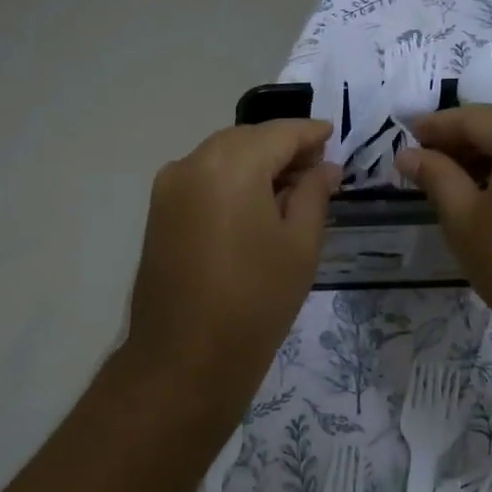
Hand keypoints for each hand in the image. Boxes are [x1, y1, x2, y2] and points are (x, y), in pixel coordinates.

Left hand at [121, 121, 338, 425]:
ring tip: (288, 191)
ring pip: (221, 156)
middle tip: (316, 170)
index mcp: (231, 164)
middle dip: (281, 148)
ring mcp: (168, 187)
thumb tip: (325, 167)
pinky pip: (201, 179)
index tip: (334, 137)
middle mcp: (192, 162)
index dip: (310, 133)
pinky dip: (230, 180)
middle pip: (246, 139)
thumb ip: (313, 194)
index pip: (279, 133)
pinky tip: (253, 206)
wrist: (185, 358)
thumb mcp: (300, 245)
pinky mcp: (158, 212)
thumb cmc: (255, 301)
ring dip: (255, 163)